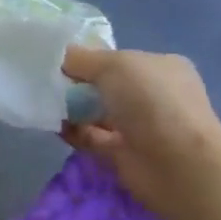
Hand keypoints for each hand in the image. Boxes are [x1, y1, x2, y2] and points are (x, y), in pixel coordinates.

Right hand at [59, 47, 220, 218]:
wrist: (176, 163)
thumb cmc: (151, 102)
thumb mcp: (115, 65)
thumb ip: (82, 59)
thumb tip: (60, 56)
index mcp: (160, 67)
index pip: (118, 59)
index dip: (88, 59)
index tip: (57, 62)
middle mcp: (152, 95)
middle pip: (105, 86)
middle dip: (76, 84)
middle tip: (46, 83)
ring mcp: (139, 126)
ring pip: (97, 113)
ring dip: (71, 109)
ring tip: (44, 104)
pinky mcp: (123, 153)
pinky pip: (91, 138)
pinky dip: (73, 132)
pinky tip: (53, 125)